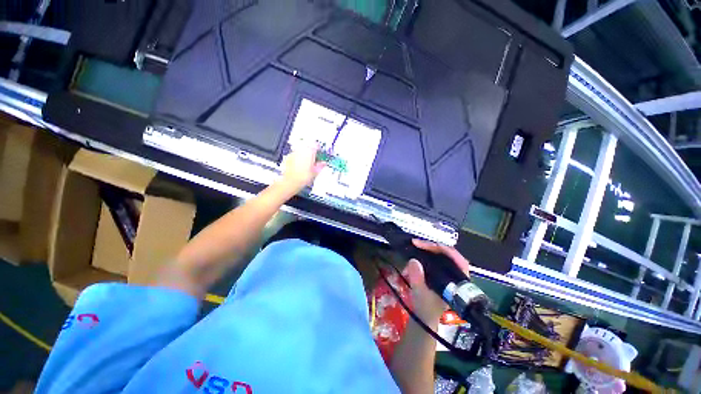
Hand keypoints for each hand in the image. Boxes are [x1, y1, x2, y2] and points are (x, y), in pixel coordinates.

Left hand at [280, 143, 325, 191]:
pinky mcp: (288, 157)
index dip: (319, 149)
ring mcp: (294, 153)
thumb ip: (320, 166)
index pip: (316, 145)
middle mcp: (301, 149)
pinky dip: (299, 158)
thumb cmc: (302, 177)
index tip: (321, 153)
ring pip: (302, 150)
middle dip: (312, 151)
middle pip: (308, 146)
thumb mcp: (315, 172)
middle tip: (315, 158)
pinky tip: (300, 165)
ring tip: (308, 163)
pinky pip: (296, 154)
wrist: (290, 182)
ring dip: (305, 154)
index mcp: (309, 151)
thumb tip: (323, 163)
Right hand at [402, 239, 470, 321]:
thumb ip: (417, 279)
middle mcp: (455, 275)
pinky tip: (418, 250)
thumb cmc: (426, 308)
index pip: (459, 261)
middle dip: (433, 246)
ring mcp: (448, 272)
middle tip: (417, 243)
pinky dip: (427, 252)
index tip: (430, 245)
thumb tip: (413, 260)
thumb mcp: (420, 295)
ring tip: (416, 245)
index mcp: (457, 283)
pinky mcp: (441, 271)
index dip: (446, 250)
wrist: (425, 316)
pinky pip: (436, 257)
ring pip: (443, 254)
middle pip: (449, 254)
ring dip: (429, 248)